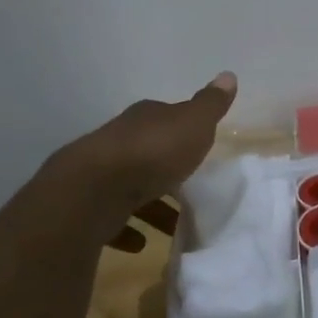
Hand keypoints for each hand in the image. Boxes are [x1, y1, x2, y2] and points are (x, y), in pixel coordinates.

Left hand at [43, 73, 237, 242]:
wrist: (93, 190)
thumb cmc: (152, 153)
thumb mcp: (193, 124)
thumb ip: (210, 105)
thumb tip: (228, 75)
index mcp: (144, 119)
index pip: (165, 116)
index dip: (182, 129)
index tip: (197, 145)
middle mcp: (120, 140)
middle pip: (147, 151)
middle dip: (165, 168)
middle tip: (189, 188)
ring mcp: (101, 173)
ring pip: (130, 186)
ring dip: (150, 203)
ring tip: (172, 225)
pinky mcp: (89, 206)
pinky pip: (113, 217)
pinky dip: (127, 228)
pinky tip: (140, 243)